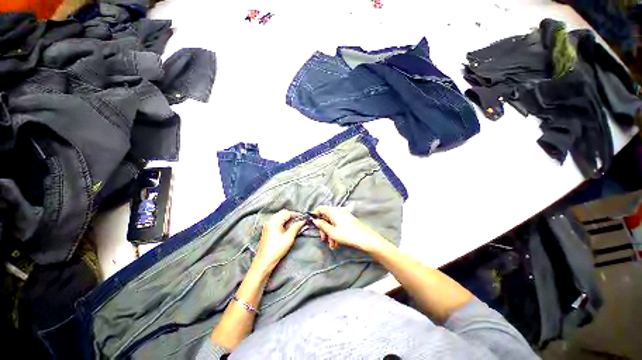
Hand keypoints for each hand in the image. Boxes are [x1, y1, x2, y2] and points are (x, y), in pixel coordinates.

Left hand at [253, 210, 305, 272]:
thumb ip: (296, 227)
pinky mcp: (267, 230)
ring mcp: (267, 226)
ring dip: (287, 219)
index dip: (296, 214)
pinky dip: (283, 222)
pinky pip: (276, 222)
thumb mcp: (289, 238)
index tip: (303, 218)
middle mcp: (270, 221)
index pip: (286, 213)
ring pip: (279, 217)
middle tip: (299, 221)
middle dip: (291, 216)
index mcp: (274, 221)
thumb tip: (302, 221)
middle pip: (282, 213)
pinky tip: (287, 228)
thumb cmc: (277, 249)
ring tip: (295, 224)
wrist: (264, 261)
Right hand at [312, 205, 389, 252]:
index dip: (315, 215)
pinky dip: (336, 232)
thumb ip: (322, 225)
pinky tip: (337, 243)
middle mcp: (338, 211)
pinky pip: (338, 224)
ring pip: (332, 222)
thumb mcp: (332, 232)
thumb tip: (315, 220)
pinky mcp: (349, 220)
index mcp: (333, 211)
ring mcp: (344, 215)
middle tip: (324, 239)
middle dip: (324, 229)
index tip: (314, 225)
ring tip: (332, 245)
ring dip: (330, 233)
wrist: (366, 239)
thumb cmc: (347, 235)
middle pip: (326, 217)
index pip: (320, 208)